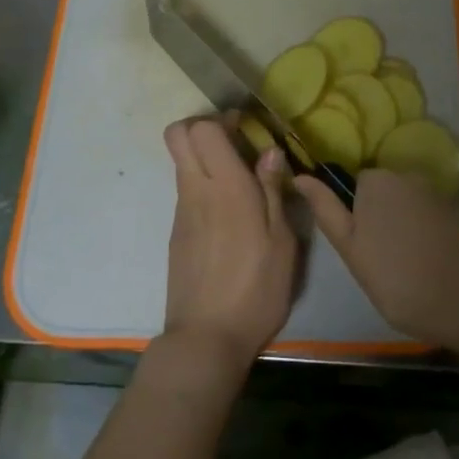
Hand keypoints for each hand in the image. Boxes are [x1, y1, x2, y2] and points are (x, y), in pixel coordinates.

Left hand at [162, 116, 298, 369]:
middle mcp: (196, 191)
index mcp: (227, 188)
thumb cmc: (256, 289)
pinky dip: (204, 186)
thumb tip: (269, 151)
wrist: (206, 338)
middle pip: (177, 135)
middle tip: (234, 143)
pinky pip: (186, 191)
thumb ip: (274, 191)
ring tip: (241, 183)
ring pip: (181, 162)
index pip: (202, 129)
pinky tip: (230, 215)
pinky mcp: (176, 232)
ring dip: (205, 158)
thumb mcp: (282, 242)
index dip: (220, 119)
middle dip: (202, 127)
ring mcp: (181, 212)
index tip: (244, 128)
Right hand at [295, 169, 458, 350]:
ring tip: (402, 269)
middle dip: (375, 221)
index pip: (351, 186)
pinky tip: (424, 266)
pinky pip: (424, 220)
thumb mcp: (350, 247)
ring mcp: (433, 193)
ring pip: (402, 209)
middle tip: (376, 263)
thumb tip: (299, 176)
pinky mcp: (453, 213)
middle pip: (379, 195)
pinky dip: (420, 237)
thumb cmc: (398, 275)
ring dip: (398, 231)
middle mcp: (405, 175)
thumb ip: (325, 209)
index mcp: (376, 179)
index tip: (357, 249)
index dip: (351, 218)